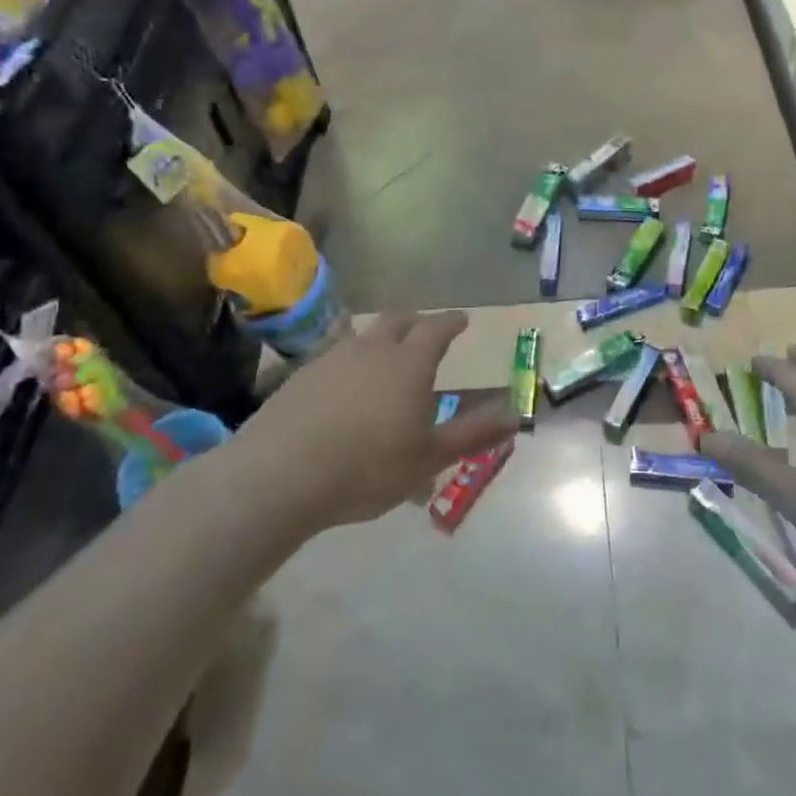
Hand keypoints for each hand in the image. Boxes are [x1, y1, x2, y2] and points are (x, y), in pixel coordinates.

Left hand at [228, 313, 516, 533]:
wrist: (280, 475)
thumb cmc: (367, 468)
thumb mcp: (428, 458)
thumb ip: (472, 434)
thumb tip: (515, 414)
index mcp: (408, 364)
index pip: (436, 328)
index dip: (451, 322)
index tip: (462, 320)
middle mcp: (371, 349)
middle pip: (397, 320)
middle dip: (416, 321)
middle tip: (425, 330)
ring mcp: (331, 359)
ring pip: (361, 334)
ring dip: (378, 336)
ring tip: (384, 351)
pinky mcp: (300, 375)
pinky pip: (332, 353)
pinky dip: (347, 357)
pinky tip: (342, 380)